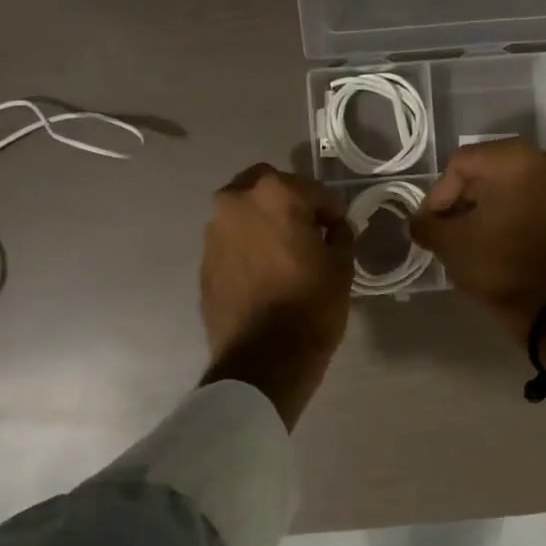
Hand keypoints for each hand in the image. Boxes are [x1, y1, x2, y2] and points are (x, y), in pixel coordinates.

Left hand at [200, 164, 353, 425]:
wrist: (262, 360)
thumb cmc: (310, 306)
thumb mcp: (341, 266)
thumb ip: (339, 235)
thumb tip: (333, 227)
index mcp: (274, 194)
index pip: (312, 190)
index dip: (331, 210)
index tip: (340, 229)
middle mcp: (236, 202)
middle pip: (267, 186)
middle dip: (289, 201)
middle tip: (308, 230)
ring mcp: (213, 231)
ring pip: (244, 212)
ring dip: (264, 222)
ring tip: (285, 252)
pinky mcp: (204, 261)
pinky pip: (232, 240)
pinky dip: (248, 245)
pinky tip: (265, 271)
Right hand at [409, 138, 545, 344]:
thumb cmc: (498, 266)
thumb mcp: (449, 244)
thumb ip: (427, 224)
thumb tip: (419, 222)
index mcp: (516, 159)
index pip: (462, 165)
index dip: (438, 194)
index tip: (430, 224)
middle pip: (491, 171)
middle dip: (466, 199)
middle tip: (449, 229)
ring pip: (517, 186)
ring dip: (492, 207)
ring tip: (475, 237)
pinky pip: (539, 202)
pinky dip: (518, 215)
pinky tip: (503, 241)